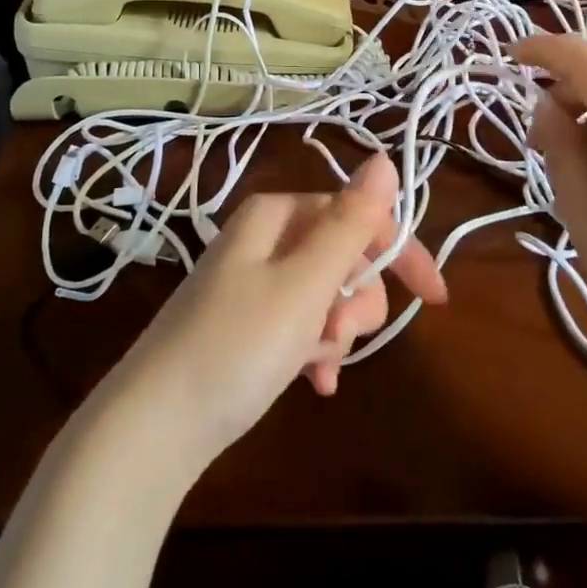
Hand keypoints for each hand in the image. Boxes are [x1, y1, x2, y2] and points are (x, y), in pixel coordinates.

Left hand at [111, 153, 446, 468]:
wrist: (153, 429)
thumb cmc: (237, 346)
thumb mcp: (304, 283)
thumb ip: (350, 223)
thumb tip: (384, 158)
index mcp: (276, 215)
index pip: (358, 216)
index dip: (399, 253)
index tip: (434, 299)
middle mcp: (264, 239)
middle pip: (343, 255)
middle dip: (355, 299)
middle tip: (339, 332)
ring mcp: (252, 282)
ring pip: (326, 294)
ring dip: (335, 330)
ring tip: (316, 362)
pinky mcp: (245, 323)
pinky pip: (300, 324)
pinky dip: (314, 350)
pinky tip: (315, 381)